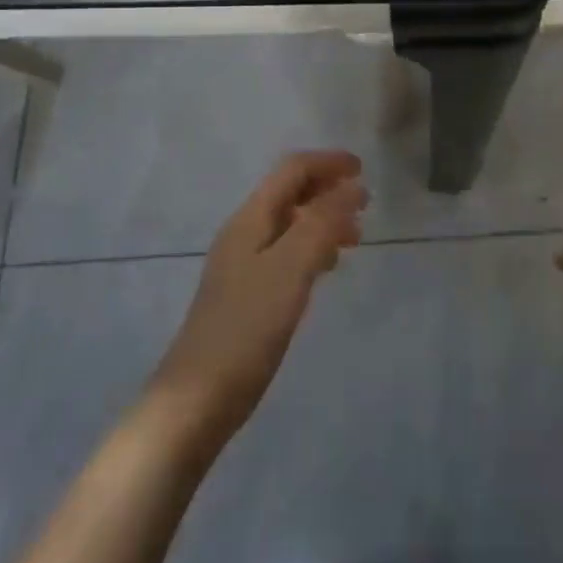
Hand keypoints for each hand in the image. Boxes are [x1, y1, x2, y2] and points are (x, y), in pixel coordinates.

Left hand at [149, 151, 367, 455]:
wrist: (197, 399)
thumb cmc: (246, 328)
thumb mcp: (290, 269)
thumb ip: (321, 223)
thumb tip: (351, 187)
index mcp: (250, 219)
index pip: (291, 170)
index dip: (327, 163)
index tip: (363, 170)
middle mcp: (244, 233)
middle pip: (289, 192)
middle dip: (327, 189)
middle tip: (365, 205)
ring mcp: (242, 264)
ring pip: (289, 223)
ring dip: (323, 219)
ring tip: (355, 238)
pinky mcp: (247, 294)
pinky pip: (286, 252)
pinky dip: (312, 247)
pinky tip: (327, 268)